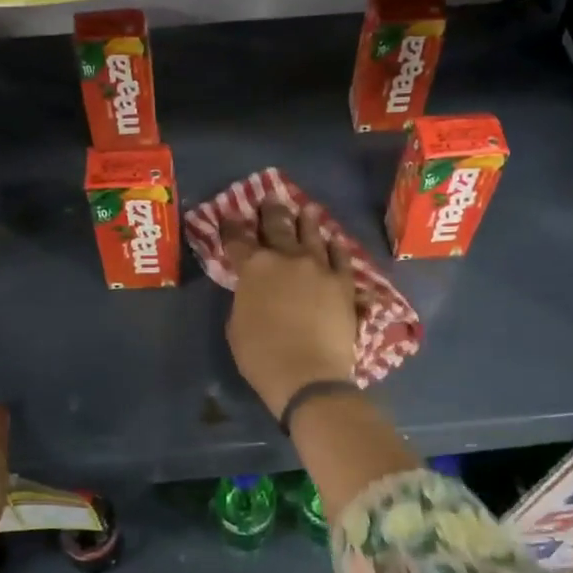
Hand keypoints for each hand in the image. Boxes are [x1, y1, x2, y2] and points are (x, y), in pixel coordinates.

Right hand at [225, 202, 359, 416]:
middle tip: (270, 198)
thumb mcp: (237, 325)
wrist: (308, 374)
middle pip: (277, 226)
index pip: (237, 240)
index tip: (229, 216)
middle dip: (271, 211)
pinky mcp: (343, 282)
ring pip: (312, 234)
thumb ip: (245, 298)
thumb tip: (253, 290)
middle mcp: (286, 258)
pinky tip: (333, 239)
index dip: (231, 227)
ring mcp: (318, 267)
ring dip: (306, 220)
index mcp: (254, 268)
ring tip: (305, 209)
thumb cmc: (261, 355)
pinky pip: (340, 257)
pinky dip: (335, 246)